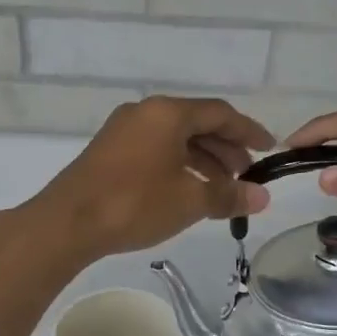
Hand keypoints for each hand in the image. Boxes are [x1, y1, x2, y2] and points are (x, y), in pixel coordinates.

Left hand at [23, 96, 273, 262]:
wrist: (67, 223)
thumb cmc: (134, 203)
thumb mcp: (189, 201)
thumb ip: (228, 195)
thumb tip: (262, 197)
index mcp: (167, 113)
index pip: (220, 113)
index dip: (249, 131)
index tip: (270, 149)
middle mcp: (145, 112)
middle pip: (197, 123)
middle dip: (226, 148)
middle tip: (246, 175)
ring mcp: (123, 130)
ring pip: (175, 138)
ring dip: (203, 159)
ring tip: (221, 189)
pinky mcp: (109, 151)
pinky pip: (155, 149)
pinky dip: (178, 165)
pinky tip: (187, 190)